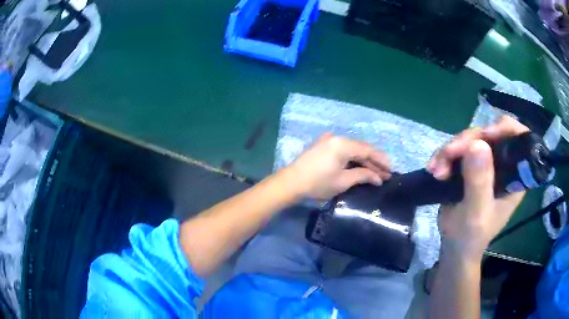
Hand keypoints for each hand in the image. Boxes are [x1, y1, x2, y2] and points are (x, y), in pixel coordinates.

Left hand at [284, 133, 391, 199]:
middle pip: (361, 149)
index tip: (391, 170)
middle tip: (386, 174)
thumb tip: (378, 178)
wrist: (291, 183)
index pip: (368, 150)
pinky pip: (343, 151)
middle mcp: (337, 138)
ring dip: (364, 162)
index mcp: (343, 144)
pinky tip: (360, 168)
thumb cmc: (318, 183)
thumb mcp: (343, 181)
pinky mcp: (322, 147)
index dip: (381, 160)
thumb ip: (363, 176)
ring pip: (352, 150)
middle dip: (374, 162)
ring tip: (376, 174)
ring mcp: (328, 141)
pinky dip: (352, 160)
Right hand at [427, 116, 528, 259]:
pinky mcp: (472, 164)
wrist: (454, 246)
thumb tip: (478, 144)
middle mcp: (504, 164)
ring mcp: (487, 163)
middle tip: (448, 155)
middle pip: (490, 133)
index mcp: (515, 175)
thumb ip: (480, 182)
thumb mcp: (476, 213)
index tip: (485, 135)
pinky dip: (445, 155)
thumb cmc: (471, 236)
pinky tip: (434, 168)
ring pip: (472, 139)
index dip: (504, 129)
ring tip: (436, 169)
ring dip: (451, 149)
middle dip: (468, 140)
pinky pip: (459, 148)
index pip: (519, 139)